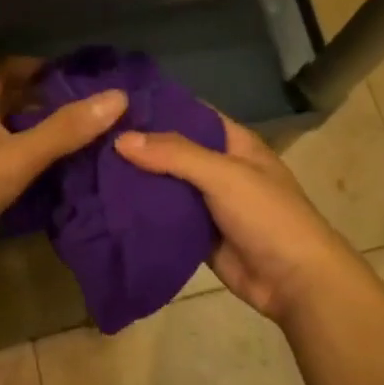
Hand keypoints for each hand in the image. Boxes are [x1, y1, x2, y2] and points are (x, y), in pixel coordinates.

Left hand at [0, 59, 126, 253]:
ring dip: (37, 133)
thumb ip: (66, 128)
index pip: (22, 68)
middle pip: (15, 98)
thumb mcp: (18, 156)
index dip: (55, 73)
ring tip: (81, 144)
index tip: (93, 84)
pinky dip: (21, 156)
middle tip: (96, 117)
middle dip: (51, 105)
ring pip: (6, 127)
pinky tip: (46, 172)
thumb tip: (119, 96)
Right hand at [114, 114, 363, 324]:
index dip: (158, 106)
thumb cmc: (267, 216)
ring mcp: (208, 203)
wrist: (295, 282)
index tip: (114, 102)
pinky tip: (107, 206)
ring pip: (166, 185)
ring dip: (137, 180)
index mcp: (234, 143)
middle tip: (90, 137)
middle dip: (139, 145)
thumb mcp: (224, 175)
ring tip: (88, 167)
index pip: (191, 114)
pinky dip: (143, 213)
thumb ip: (174, 154)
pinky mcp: (198, 234)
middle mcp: (220, 168)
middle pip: (173, 150)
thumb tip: (121, 138)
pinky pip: (166, 217)